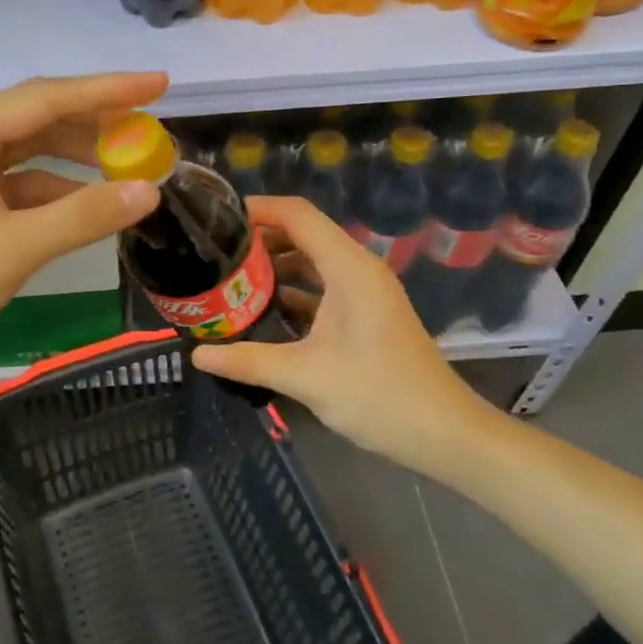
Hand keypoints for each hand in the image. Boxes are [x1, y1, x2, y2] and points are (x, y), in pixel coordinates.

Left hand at [0, 73, 164, 365]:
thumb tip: (150, 191)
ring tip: (133, 158)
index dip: (106, 91)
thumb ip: (81, 217)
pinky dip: (60, 187)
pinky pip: (24, 179)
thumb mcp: (11, 251)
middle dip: (96, 120)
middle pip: (39, 116)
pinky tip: (95, 199)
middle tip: (152, 124)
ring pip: (34, 146)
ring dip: (81, 153)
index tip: (159, 84)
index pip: (44, 100)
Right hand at [193, 196, 499, 476]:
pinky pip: (322, 287)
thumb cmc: (379, 395)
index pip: (297, 215)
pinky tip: (262, 310)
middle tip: (213, 252)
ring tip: (229, 278)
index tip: (216, 219)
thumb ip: (247, 360)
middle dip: (259, 238)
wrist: (445, 434)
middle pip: (303, 233)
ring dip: (274, 266)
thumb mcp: (305, 377)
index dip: (257, 208)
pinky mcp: (365, 315)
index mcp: (348, 268)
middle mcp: (357, 270)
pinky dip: (292, 290)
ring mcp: (364, 293)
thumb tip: (197, 354)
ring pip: (312, 262)